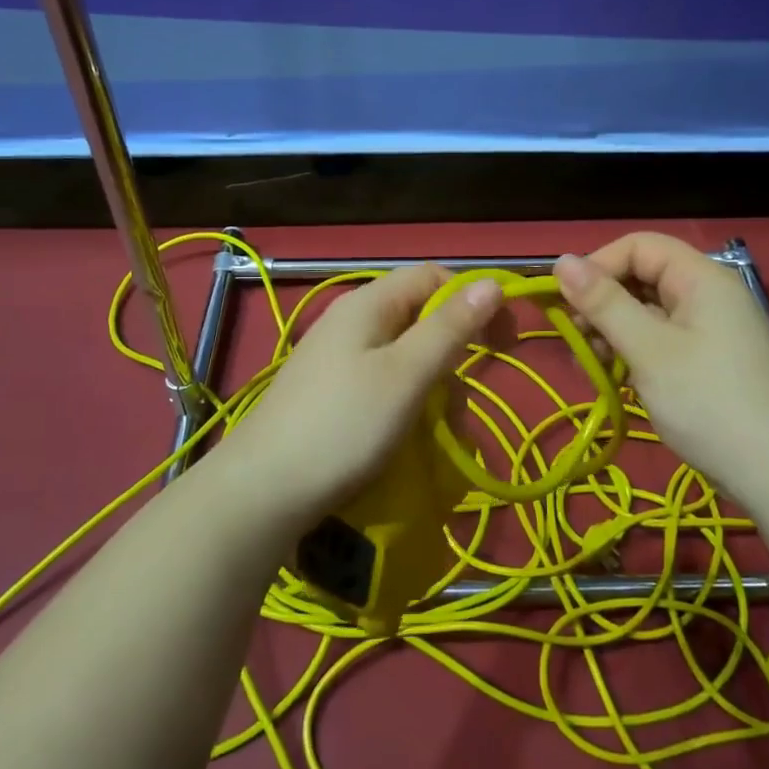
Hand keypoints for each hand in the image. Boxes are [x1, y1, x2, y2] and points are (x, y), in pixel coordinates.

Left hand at [217, 264, 503, 534]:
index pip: (433, 277)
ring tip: (440, 434)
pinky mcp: (330, 393)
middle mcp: (351, 321)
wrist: (264, 490)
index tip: (504, 340)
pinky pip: (384, 384)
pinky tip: (410, 438)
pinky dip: (407, 405)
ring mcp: (337, 359)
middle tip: (463, 401)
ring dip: (433, 389)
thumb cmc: (344, 424)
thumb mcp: (407, 374)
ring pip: (405, 357)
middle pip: (420, 318)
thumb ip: (451, 327)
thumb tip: (493, 282)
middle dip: (452, 355)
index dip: (473, 300)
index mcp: (368, 304)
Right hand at [554, 233, 768, 501]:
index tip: (568, 302)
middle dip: (603, 301)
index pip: (639, 245)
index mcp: (701, 278)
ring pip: (648, 312)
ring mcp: (711, 330)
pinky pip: (662, 340)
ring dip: (614, 331)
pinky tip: (616, 378)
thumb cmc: (708, 403)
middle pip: (643, 277)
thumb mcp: (648, 350)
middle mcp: (708, 294)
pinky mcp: (709, 361)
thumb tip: (561, 260)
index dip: (599, 264)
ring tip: (592, 364)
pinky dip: (634, 352)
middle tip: (576, 338)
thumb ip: (604, 303)